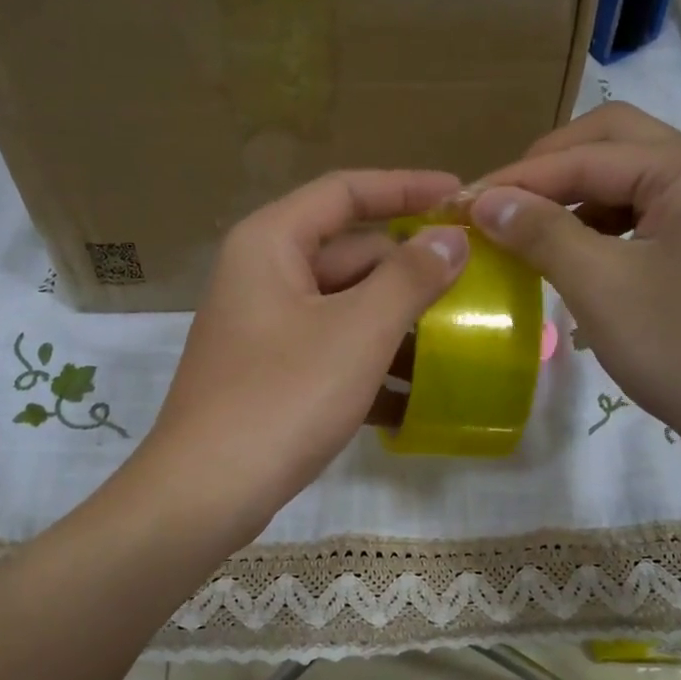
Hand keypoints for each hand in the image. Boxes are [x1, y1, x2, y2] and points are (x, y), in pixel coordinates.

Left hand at [140, 169, 468, 540]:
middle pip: (348, 256)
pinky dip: (368, 371)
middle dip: (409, 274)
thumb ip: (409, 278)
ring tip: (457, 348)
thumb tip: (450, 237)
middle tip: (472, 286)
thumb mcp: (357, 332)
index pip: (345, 192)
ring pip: (343, 312)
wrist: (208, 491)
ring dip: (396, 329)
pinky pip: (329, 356)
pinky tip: (413, 403)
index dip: (406, 188)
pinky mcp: (269, 377)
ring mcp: (263, 331)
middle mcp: (262, 277)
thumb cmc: (283, 397)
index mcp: (271, 244)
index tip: (461, 198)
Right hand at [472, 103, 680, 485]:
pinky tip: (575, 258)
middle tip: (497, 205)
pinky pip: (652, 218)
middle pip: (616, 146)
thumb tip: (484, 200)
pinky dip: (606, 230)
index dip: (517, 179)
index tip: (459, 203)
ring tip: (527, 232)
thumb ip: (541, 233)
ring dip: (577, 200)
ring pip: (634, 183)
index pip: (588, 155)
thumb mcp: (602, 288)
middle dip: (550, 172)